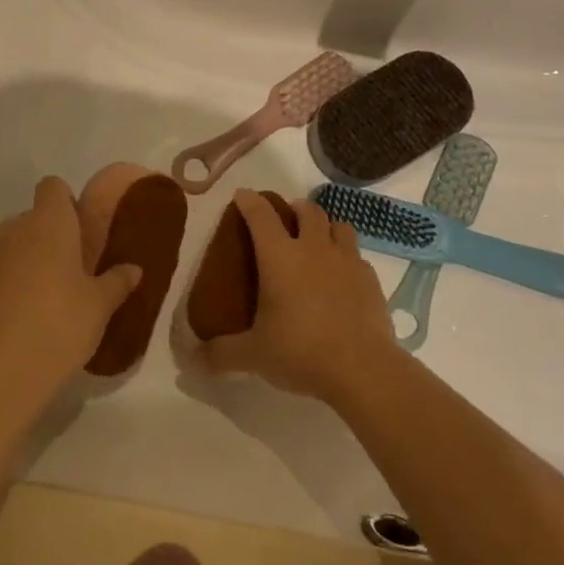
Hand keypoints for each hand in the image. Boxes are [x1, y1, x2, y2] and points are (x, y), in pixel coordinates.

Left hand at [0, 176, 139, 415]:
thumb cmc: (59, 326)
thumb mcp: (99, 307)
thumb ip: (117, 282)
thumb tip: (134, 268)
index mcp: (49, 223)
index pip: (53, 187)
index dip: (65, 204)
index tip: (78, 233)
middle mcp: (13, 229)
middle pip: (31, 219)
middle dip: (46, 238)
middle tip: (66, 275)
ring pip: (7, 246)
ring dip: (22, 262)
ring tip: (39, 301)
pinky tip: (12, 321)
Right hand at [196, 189, 400, 404]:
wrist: (363, 369)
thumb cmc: (301, 351)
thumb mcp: (253, 355)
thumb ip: (221, 353)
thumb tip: (193, 360)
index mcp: (280, 257)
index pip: (261, 215)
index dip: (250, 201)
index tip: (242, 195)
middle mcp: (313, 248)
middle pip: (307, 211)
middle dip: (295, 208)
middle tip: (286, 219)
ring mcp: (346, 261)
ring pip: (338, 226)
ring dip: (326, 227)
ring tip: (318, 242)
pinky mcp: (370, 280)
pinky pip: (357, 256)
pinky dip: (347, 258)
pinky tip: (342, 278)